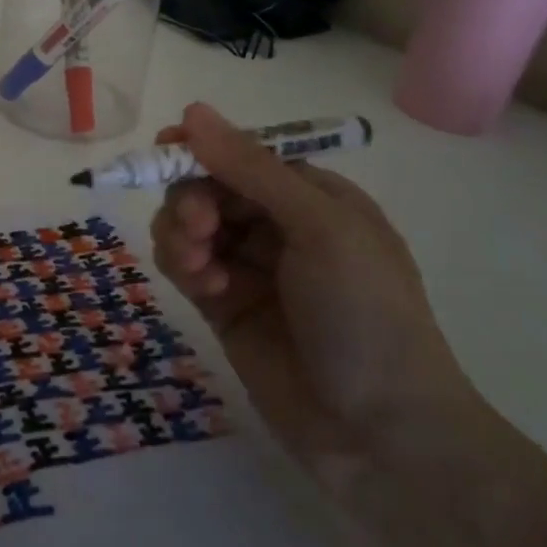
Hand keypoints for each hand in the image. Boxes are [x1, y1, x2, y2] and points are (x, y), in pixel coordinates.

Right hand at [150, 103, 476, 487]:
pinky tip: (203, 287)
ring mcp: (250, 268)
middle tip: (196, 227)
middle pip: (209, 187)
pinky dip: (183, 266)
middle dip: (192, 199)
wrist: (382, 435)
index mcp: (313, 197)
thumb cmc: (366, 314)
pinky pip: (186, 265)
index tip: (163, 151)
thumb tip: (192, 111)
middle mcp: (279, 225)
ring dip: (182, 234)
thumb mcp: (319, 227)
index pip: (244, 154)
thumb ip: (251, 168)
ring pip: (189, 225)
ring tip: (198, 265)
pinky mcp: (225, 307)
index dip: (203, 149)